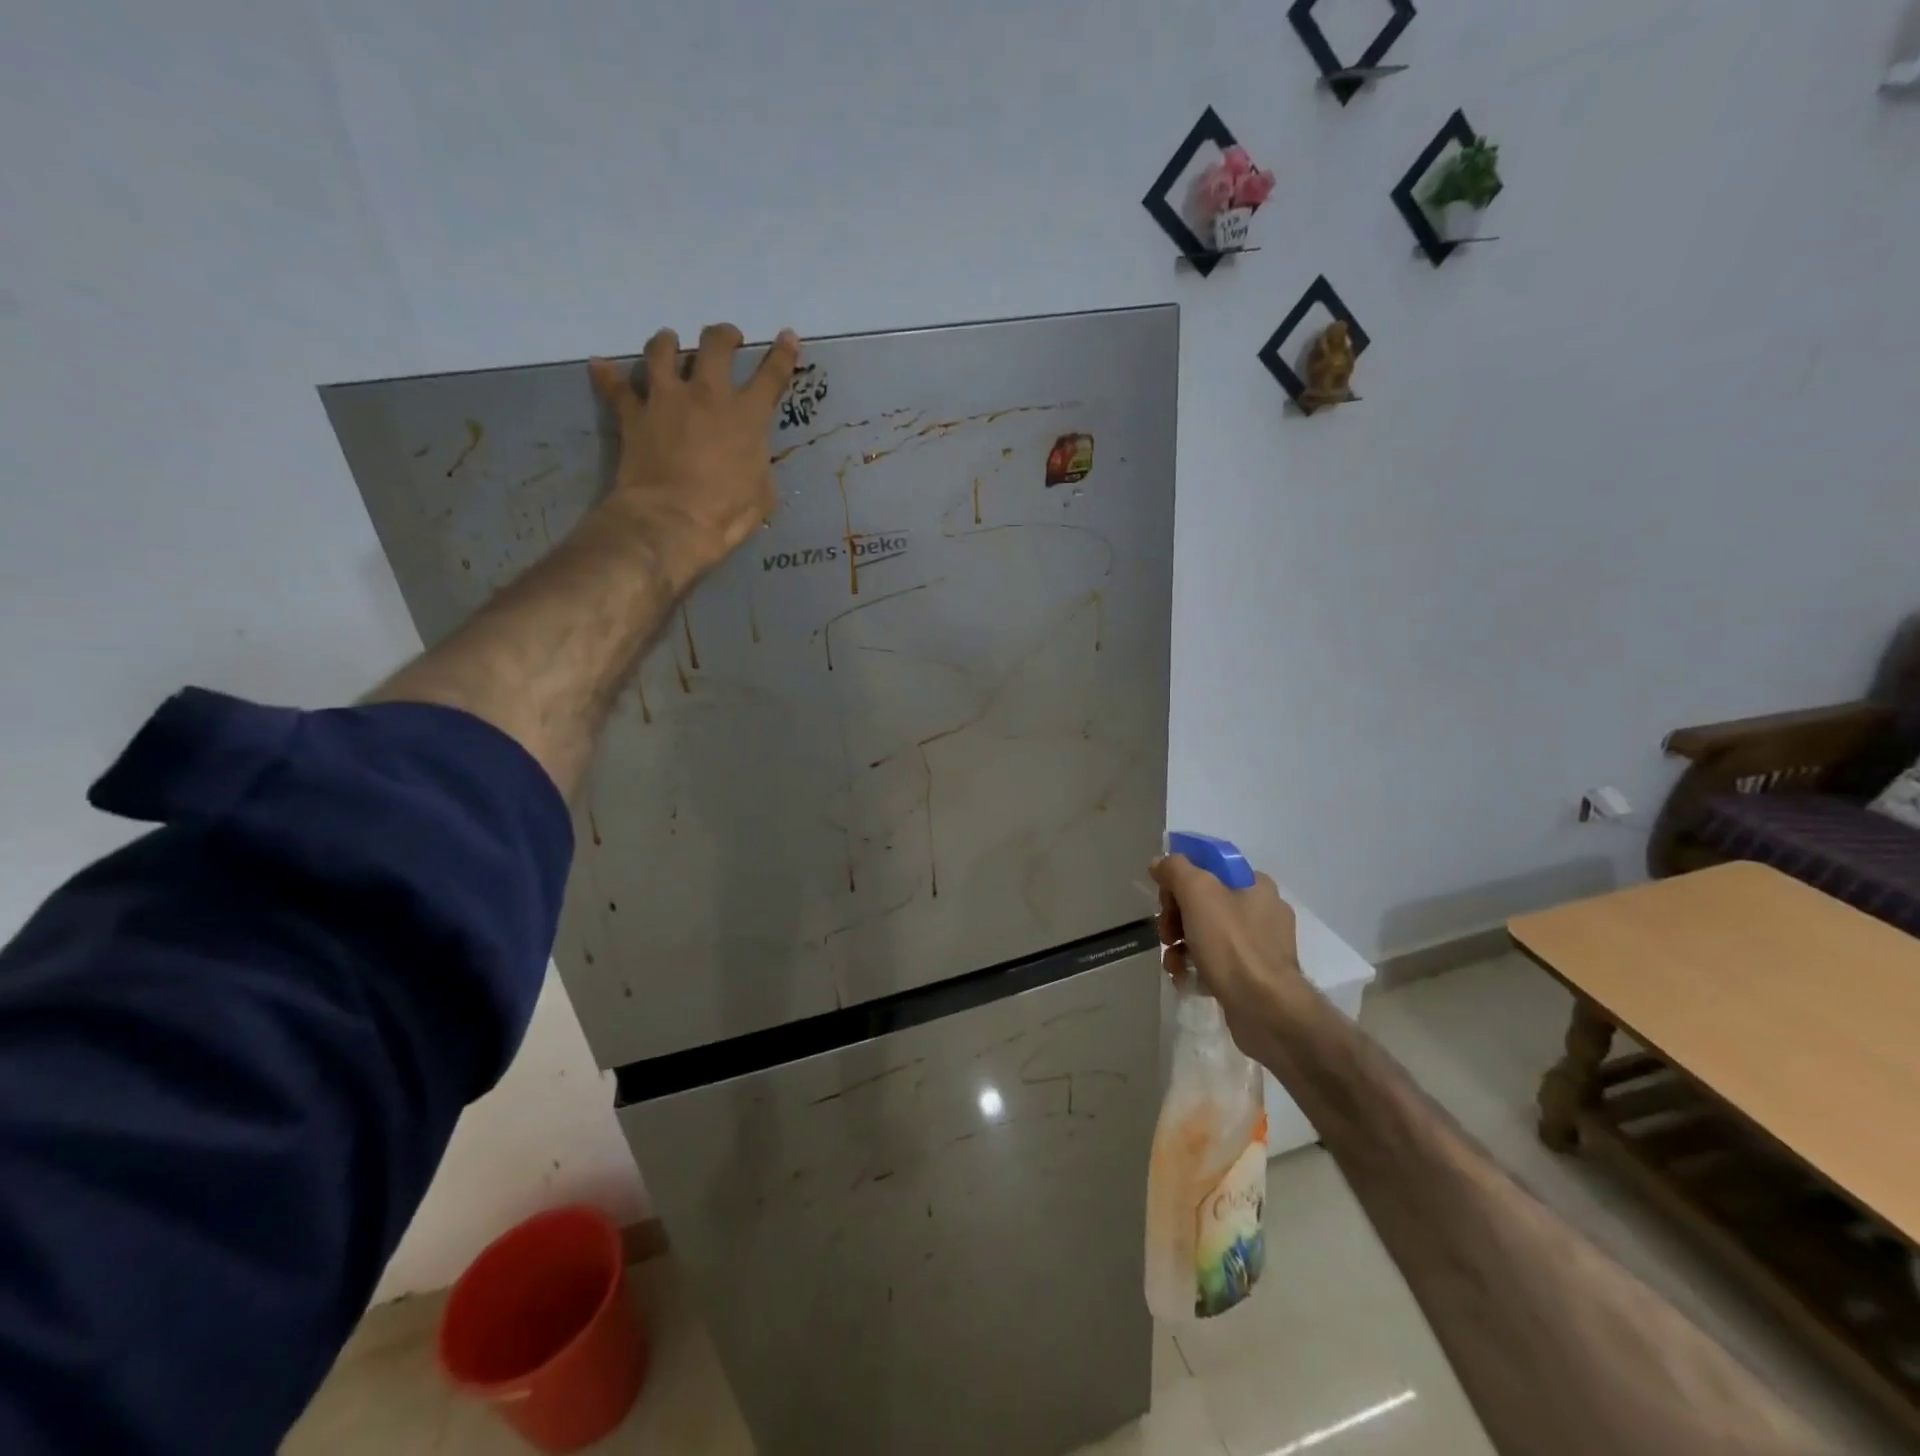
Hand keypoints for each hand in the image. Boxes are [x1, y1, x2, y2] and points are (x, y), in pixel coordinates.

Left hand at [588, 323, 800, 591]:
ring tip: (670, 342)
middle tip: (727, 339)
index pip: (771, 375)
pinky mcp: (634, 413)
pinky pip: (616, 386)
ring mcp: (667, 399)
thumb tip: (753, 461)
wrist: (672, 520)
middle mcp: (708, 395)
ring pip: (663, 351)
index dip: (782, 354)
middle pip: (715, 345)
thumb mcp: (762, 494)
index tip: (787, 336)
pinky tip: (600, 365)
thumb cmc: (726, 514)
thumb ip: (759, 466)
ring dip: (668, 343)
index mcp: (748, 416)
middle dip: (724, 336)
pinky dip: (607, 374)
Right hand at [1150, 855, 1304, 1047]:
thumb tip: (1161, 863)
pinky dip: (1196, 968)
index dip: (1180, 880)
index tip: (1166, 899)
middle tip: (1167, 934)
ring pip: (1205, 934)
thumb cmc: (1232, 944)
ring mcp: (1260, 947)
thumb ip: (1176, 869)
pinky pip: (1215, 962)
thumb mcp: (1198, 893)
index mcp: (1256, 885)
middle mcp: (1262, 912)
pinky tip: (1185, 979)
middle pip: (1203, 902)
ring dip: (1181, 945)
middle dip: (1176, 917)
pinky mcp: (1253, 976)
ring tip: (1173, 962)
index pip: (1209, 868)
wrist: (1266, 1010)